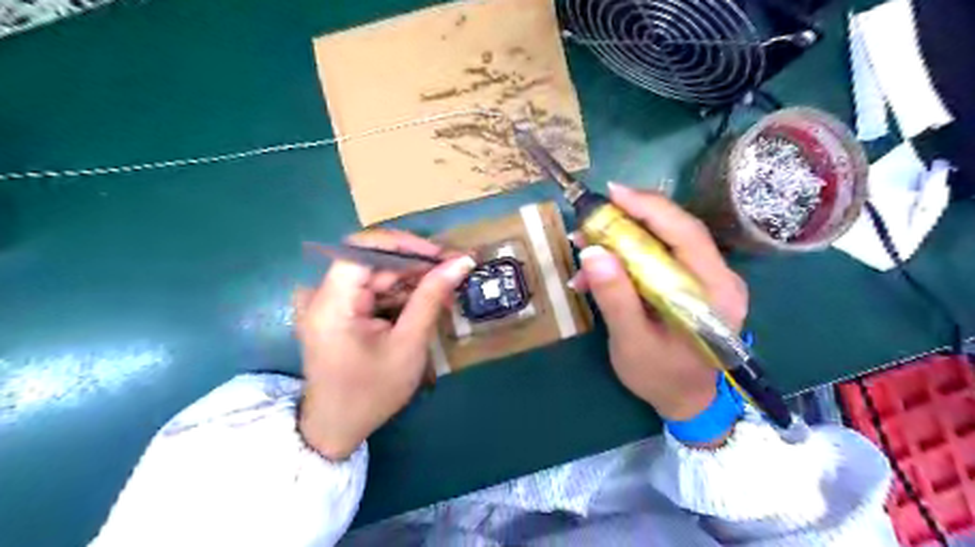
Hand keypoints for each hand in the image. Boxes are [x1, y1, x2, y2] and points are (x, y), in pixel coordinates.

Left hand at [292, 229, 476, 459]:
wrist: (337, 428)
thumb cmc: (372, 392)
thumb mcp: (408, 344)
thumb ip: (432, 297)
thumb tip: (461, 262)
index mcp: (332, 303)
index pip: (365, 249)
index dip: (405, 244)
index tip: (442, 255)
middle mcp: (322, 294)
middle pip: (373, 261)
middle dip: (415, 265)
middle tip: (454, 272)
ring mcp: (327, 301)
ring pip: (376, 274)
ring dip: (411, 280)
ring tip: (446, 291)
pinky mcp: (336, 310)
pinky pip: (371, 289)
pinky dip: (398, 293)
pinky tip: (423, 302)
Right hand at [573, 183, 746, 419]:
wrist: (685, 401)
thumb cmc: (662, 377)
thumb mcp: (632, 341)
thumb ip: (616, 298)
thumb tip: (592, 252)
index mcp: (715, 291)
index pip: (686, 233)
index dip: (649, 208)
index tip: (612, 193)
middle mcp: (718, 277)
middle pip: (674, 231)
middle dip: (627, 220)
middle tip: (588, 220)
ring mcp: (705, 279)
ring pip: (662, 242)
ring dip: (620, 241)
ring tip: (583, 250)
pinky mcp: (689, 284)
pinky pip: (656, 259)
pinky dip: (625, 259)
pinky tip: (597, 273)